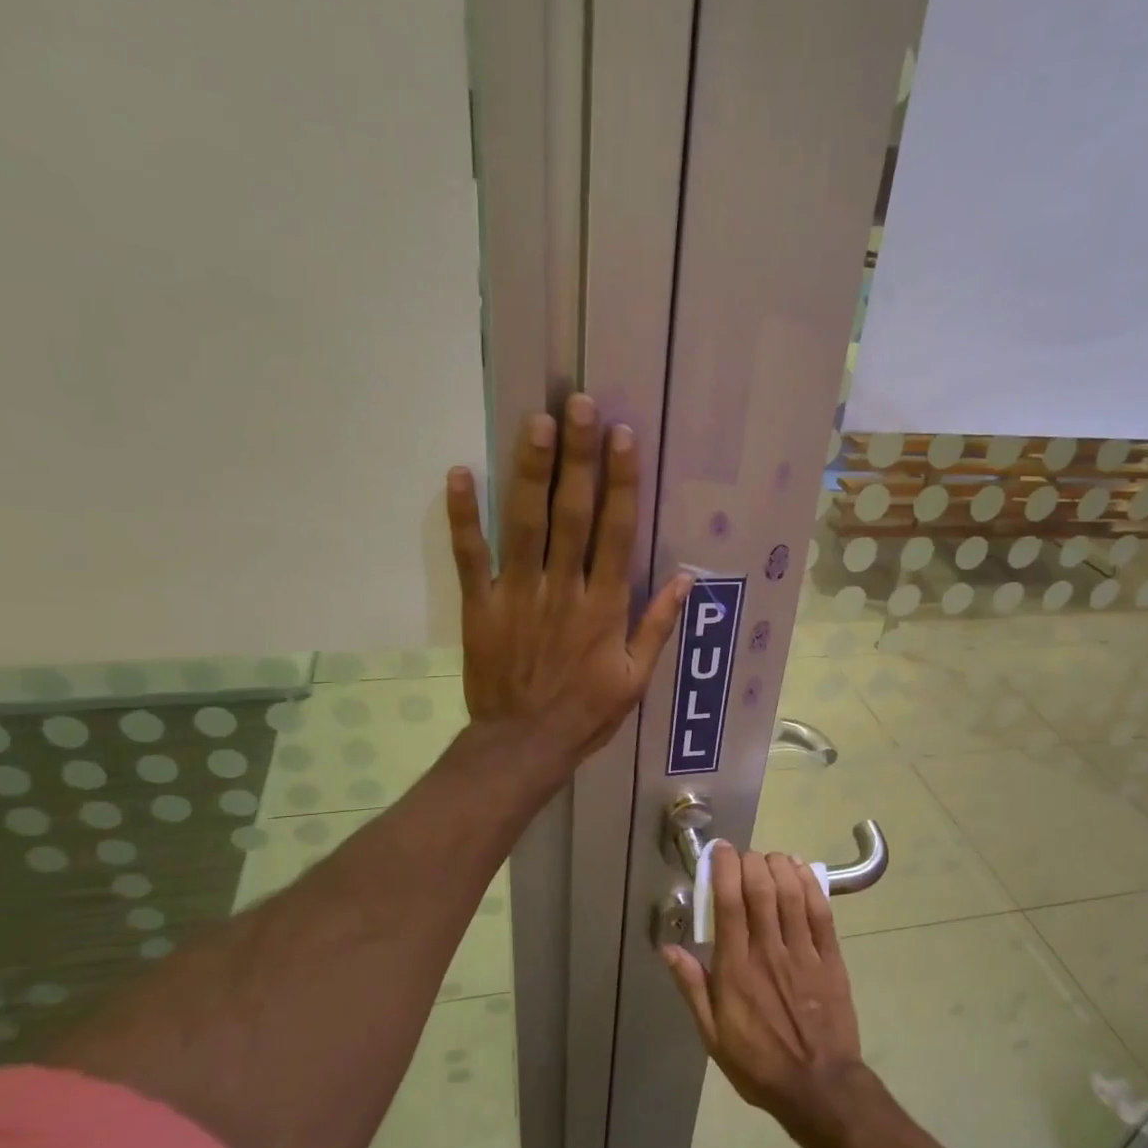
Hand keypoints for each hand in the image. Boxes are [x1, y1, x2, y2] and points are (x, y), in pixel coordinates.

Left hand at [447, 394, 690, 766]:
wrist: (524, 744)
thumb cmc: (586, 713)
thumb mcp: (635, 679)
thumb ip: (657, 627)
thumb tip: (687, 579)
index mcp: (605, 607)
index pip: (616, 532)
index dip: (621, 482)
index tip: (622, 437)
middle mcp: (564, 589)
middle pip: (572, 514)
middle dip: (578, 457)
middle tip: (578, 403)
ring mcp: (518, 594)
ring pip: (525, 524)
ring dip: (530, 471)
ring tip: (536, 421)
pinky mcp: (481, 606)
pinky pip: (471, 556)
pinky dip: (464, 516)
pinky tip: (461, 473)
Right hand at [662, 844, 871, 1147]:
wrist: (819, 1087)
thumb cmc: (758, 1063)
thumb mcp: (712, 1035)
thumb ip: (692, 987)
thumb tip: (669, 948)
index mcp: (736, 969)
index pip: (729, 904)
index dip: (724, 869)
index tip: (720, 851)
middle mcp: (769, 952)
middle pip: (761, 890)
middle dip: (751, 861)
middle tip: (744, 855)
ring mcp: (804, 954)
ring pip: (792, 894)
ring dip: (780, 866)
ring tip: (770, 858)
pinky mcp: (831, 959)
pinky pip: (821, 912)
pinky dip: (810, 885)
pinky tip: (801, 870)